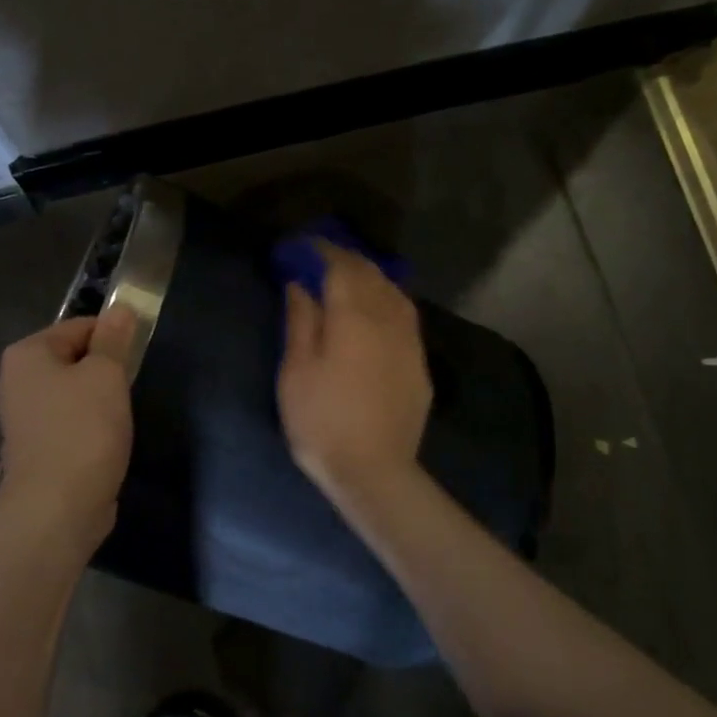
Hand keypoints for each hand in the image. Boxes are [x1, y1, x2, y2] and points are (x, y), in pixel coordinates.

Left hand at [0, 308, 138, 550]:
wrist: (56, 508)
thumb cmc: (82, 430)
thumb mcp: (106, 375)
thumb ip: (114, 340)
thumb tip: (120, 309)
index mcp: (26, 354)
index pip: (78, 326)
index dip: (112, 336)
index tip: (137, 355)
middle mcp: (15, 382)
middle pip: (72, 359)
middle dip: (104, 370)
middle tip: (129, 387)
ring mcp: (22, 419)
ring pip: (72, 394)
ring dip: (98, 401)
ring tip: (120, 417)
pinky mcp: (34, 450)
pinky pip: (68, 424)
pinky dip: (88, 428)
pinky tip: (106, 442)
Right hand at [278, 241, 432, 506]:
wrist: (374, 471)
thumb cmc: (322, 421)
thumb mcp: (296, 371)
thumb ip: (301, 321)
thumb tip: (301, 285)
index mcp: (353, 316)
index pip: (341, 267)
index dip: (323, 251)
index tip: (305, 246)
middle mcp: (388, 319)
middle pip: (371, 274)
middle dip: (347, 260)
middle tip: (323, 259)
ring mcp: (409, 341)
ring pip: (394, 292)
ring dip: (371, 277)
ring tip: (350, 279)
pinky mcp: (419, 363)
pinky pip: (405, 316)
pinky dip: (388, 301)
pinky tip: (378, 311)